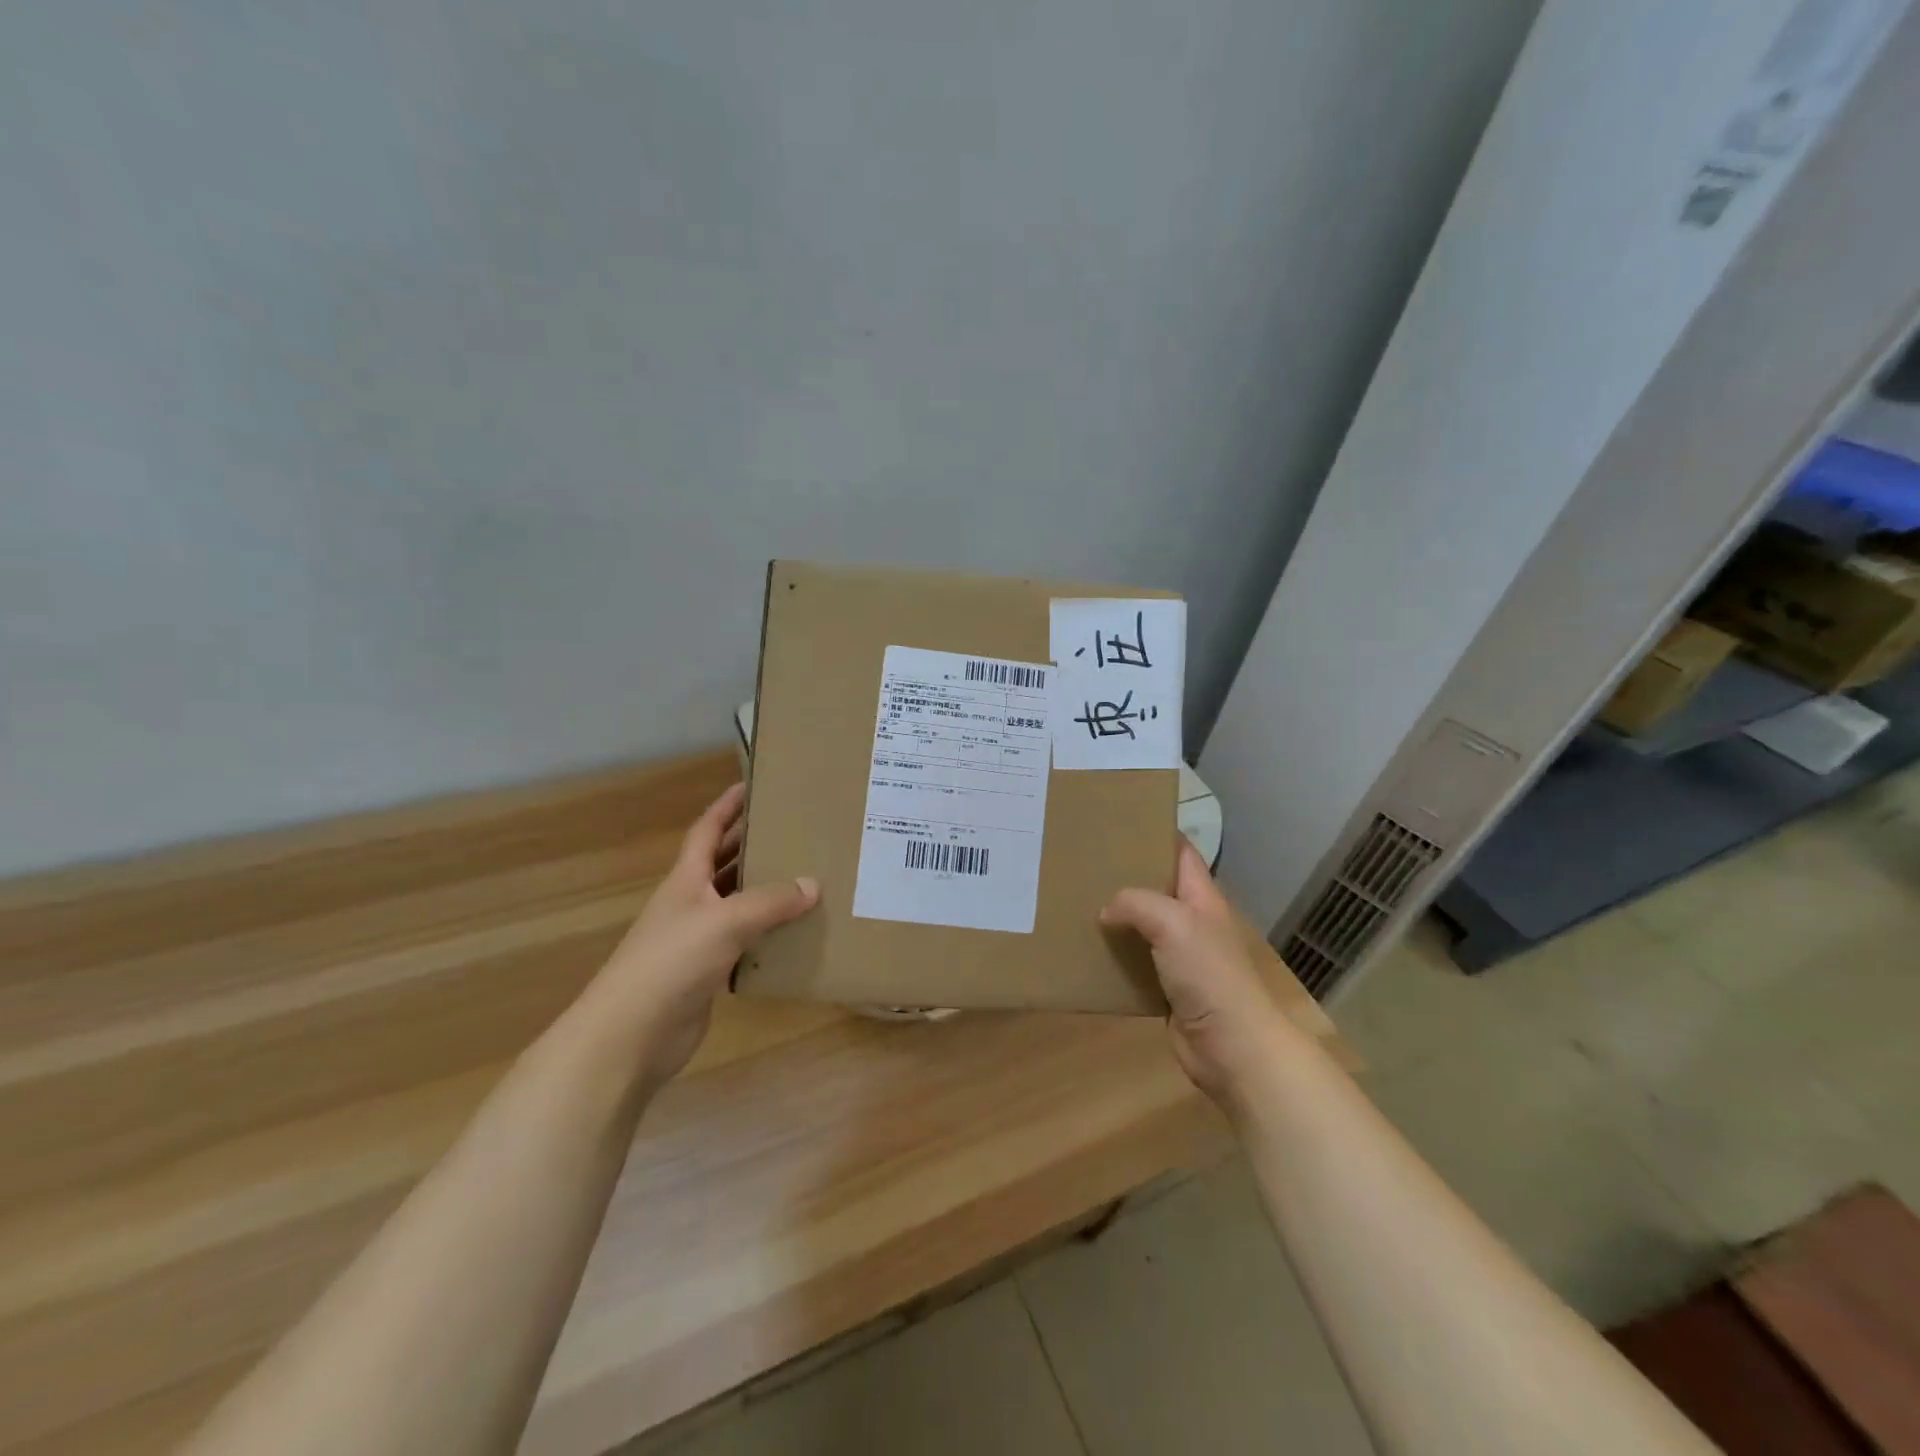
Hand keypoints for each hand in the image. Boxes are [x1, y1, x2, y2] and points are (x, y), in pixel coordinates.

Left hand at [593, 783, 818, 1086]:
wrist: (631, 1035)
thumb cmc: (672, 962)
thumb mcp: (725, 921)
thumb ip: (770, 902)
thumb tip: (812, 885)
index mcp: (686, 880)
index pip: (707, 830)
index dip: (727, 806)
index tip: (753, 785)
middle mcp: (690, 903)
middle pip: (722, 864)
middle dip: (751, 844)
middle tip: (793, 830)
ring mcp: (697, 939)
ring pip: (736, 904)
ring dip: (763, 891)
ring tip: (804, 876)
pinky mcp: (707, 972)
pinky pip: (743, 942)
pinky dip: (766, 934)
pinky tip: (794, 932)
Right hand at [1100, 841, 1301, 1103]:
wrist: (1233, 1048)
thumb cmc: (1209, 976)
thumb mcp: (1173, 924)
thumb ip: (1136, 904)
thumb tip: (1106, 911)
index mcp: (1202, 897)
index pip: (1180, 851)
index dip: (1155, 832)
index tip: (1117, 821)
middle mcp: (1192, 921)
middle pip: (1156, 886)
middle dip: (1125, 874)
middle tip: (1084, 862)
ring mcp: (1181, 956)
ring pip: (1142, 925)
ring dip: (1115, 917)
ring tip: (1075, 902)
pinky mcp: (1166, 988)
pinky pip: (1135, 963)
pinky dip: (1114, 957)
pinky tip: (1087, 951)